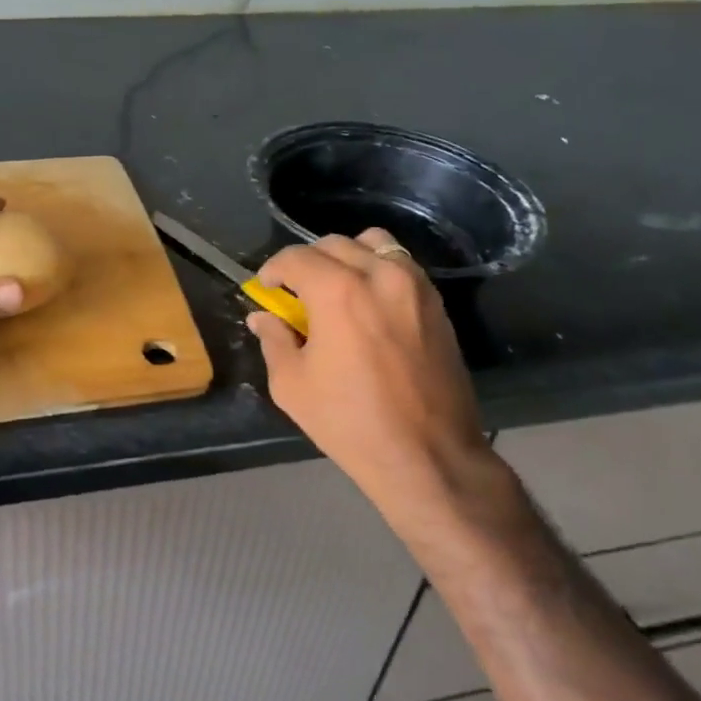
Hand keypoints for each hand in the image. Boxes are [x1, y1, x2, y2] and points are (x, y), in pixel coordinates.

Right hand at [247, 228, 489, 505]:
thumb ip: (274, 340)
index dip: (273, 269)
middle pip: (334, 244)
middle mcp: (379, 275)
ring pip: (374, 243)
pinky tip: (368, 303)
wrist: (429, 456)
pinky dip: (378, 269)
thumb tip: (263, 317)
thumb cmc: (350, 422)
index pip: (295, 257)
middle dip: (307, 262)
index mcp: (338, 291)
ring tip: (337, 288)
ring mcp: (414, 286)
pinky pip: (402, 264)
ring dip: (347, 257)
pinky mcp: (437, 303)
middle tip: (296, 292)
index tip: (267, 288)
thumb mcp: (293, 385)